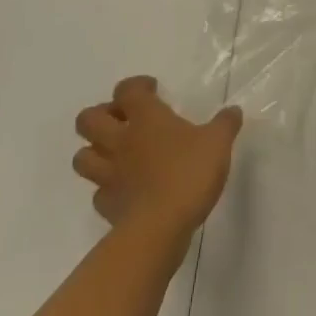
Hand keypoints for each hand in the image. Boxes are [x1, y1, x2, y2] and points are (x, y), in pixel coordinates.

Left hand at [72, 76, 241, 242]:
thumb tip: (233, 111)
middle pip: (88, 120)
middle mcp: (120, 141)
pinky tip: (124, 190)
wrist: (160, 229)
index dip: (136, 86)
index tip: (152, 91)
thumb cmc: (188, 174)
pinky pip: (97, 193)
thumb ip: (225, 124)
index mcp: (145, 117)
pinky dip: (106, 189)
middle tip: (123, 121)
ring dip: (94, 152)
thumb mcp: (218, 143)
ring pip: (82, 157)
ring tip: (116, 154)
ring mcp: (109, 175)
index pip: (127, 89)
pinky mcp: (107, 207)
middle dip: (100, 116)